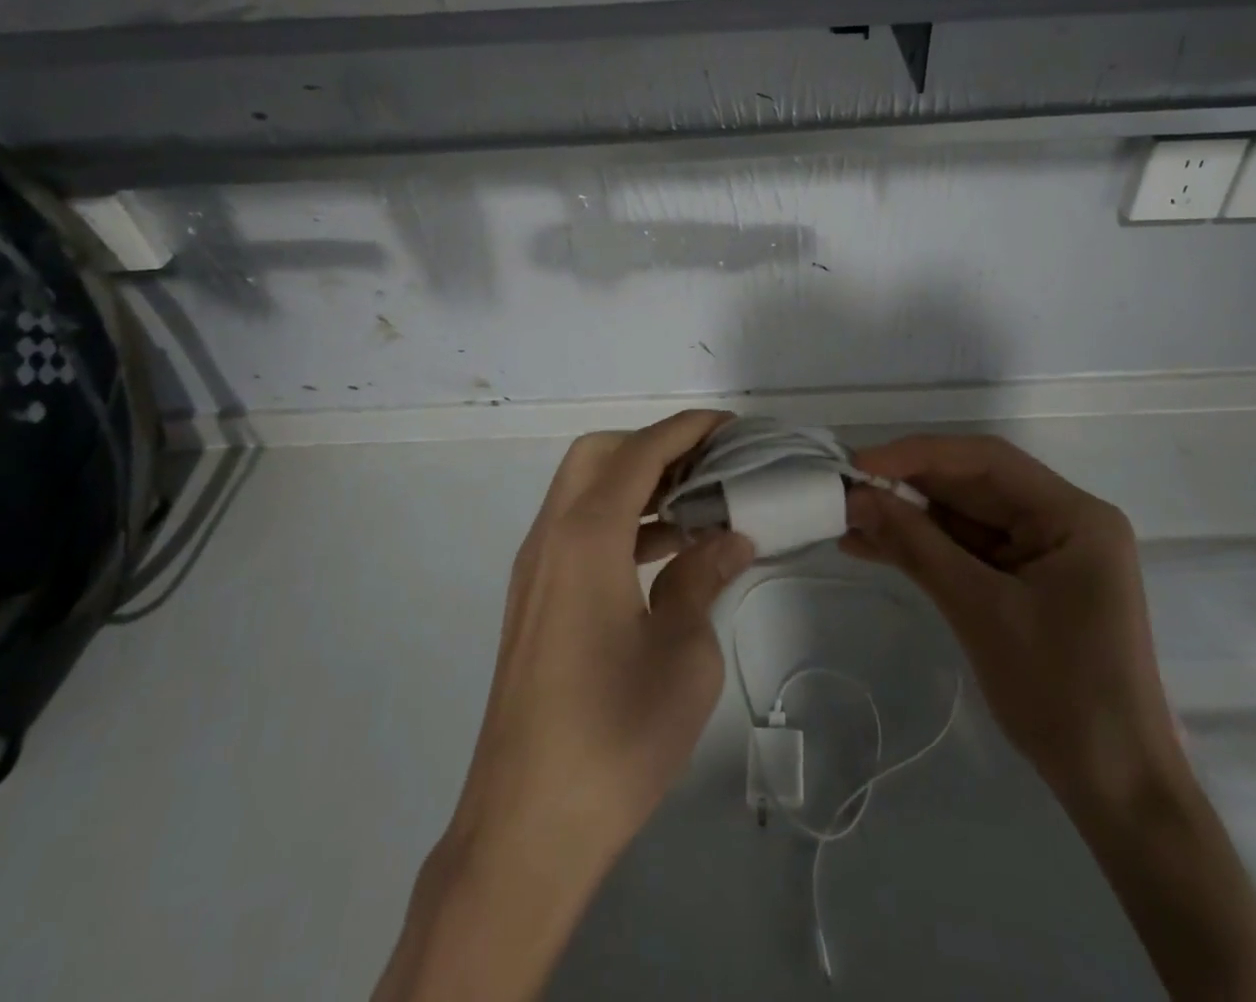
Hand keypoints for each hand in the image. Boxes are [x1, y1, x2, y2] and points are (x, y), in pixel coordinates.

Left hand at [376, 411, 754, 1001]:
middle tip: (706, 467)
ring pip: (583, 491)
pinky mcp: (534, 600)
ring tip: (695, 506)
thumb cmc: (615, 736)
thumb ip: (703, 580)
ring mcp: (535, 570)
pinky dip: (618, 520)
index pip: (639, 453)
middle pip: (598, 455)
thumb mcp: (684, 654)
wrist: (526, 827)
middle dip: (653, 446)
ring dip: (635, 484)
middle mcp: (551, 538)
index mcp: (586, 538)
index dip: (686, 430)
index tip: (729, 427)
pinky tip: (662, 553)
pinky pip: (576, 530)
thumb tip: (728, 539)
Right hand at [842, 434, 1183, 809]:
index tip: (860, 463)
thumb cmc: (1061, 693)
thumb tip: (857, 498)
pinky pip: (965, 550)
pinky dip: (922, 549)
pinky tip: (873, 547)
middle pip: (972, 485)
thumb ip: (917, 546)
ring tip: (847, 520)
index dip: (918, 454)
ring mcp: (1043, 552)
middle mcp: (1061, 520)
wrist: (1115, 789)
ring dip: (907, 519)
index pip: (986, 461)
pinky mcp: (1024, 581)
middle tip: (844, 490)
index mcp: (1072, 515)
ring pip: (962, 517)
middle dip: (907, 487)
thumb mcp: (980, 610)